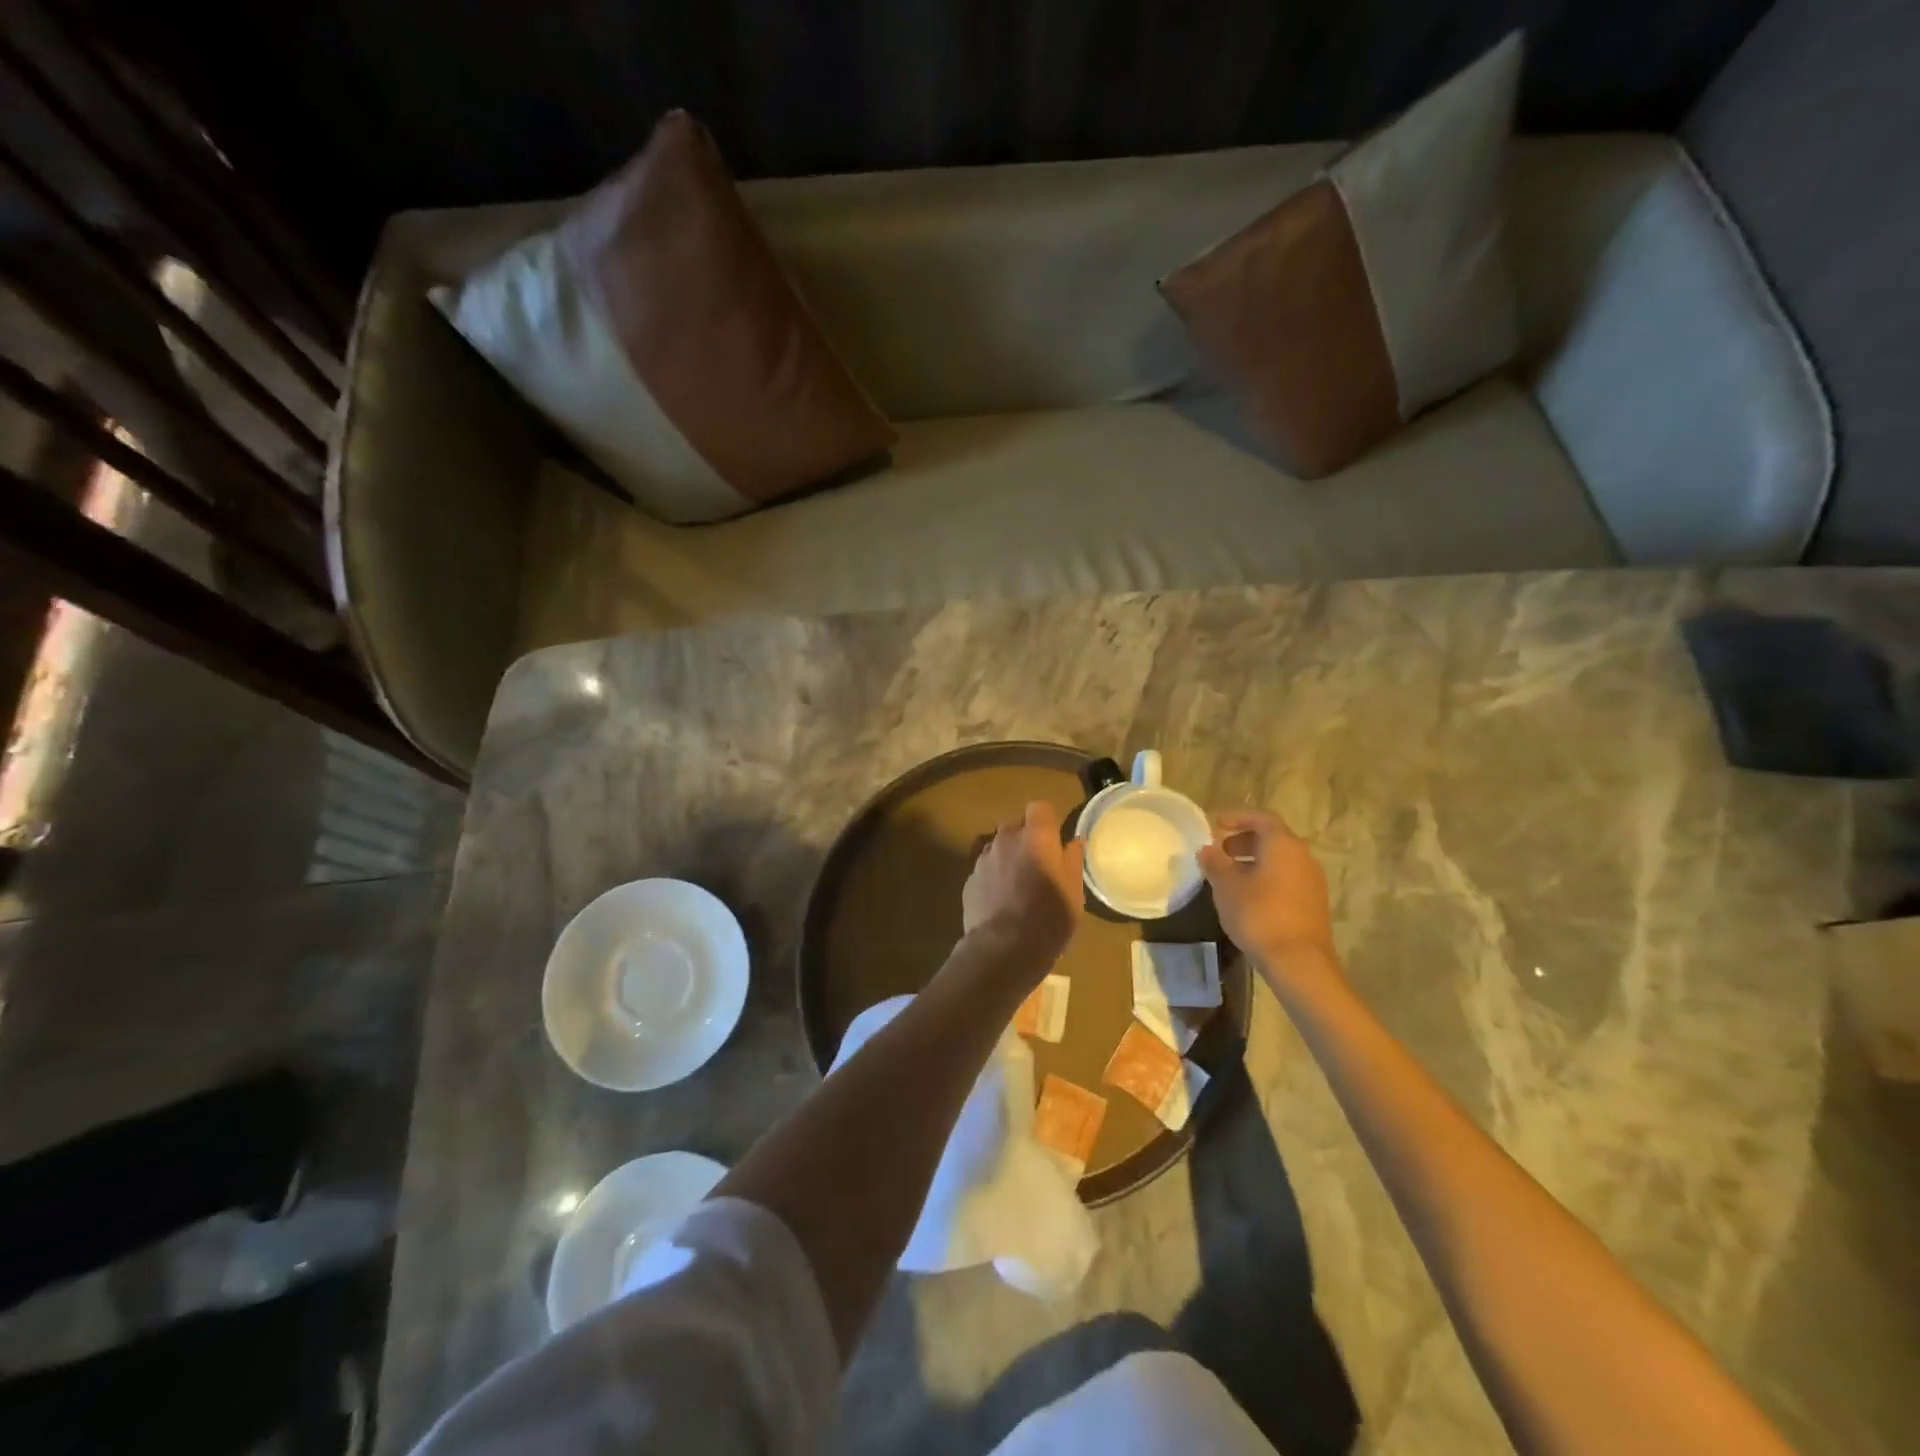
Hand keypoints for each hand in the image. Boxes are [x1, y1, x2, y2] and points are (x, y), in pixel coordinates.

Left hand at [962, 801, 1084, 967]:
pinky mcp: (969, 879)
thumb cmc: (1048, 919)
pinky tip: (1002, 900)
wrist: (1003, 950)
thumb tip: (1072, 843)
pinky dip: (994, 876)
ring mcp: (984, 859)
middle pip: (1015, 824)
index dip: (1047, 821)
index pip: (1039, 807)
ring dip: (1008, 856)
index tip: (1054, 840)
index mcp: (1035, 837)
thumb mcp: (1073, 892)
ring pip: (998, 846)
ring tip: (1019, 884)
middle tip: (1039, 863)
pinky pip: (985, 868)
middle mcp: (1006, 839)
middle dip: (1026, 837)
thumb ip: (1072, 861)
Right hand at [1196, 809, 1338, 980]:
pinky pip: (1287, 878)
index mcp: (1283, 844)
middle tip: (1219, 852)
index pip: (1261, 818)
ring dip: (1254, 861)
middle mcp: (1302, 856)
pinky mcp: (1313, 902)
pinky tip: (1247, 897)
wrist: (1298, 962)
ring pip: (1280, 859)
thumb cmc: (1259, 915)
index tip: (1214, 825)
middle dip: (1243, 840)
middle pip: (1272, 838)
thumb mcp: (1227, 886)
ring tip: (1229, 876)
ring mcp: (1312, 880)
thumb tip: (1207, 849)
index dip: (1236, 817)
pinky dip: (1266, 877)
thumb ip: (1215, 863)